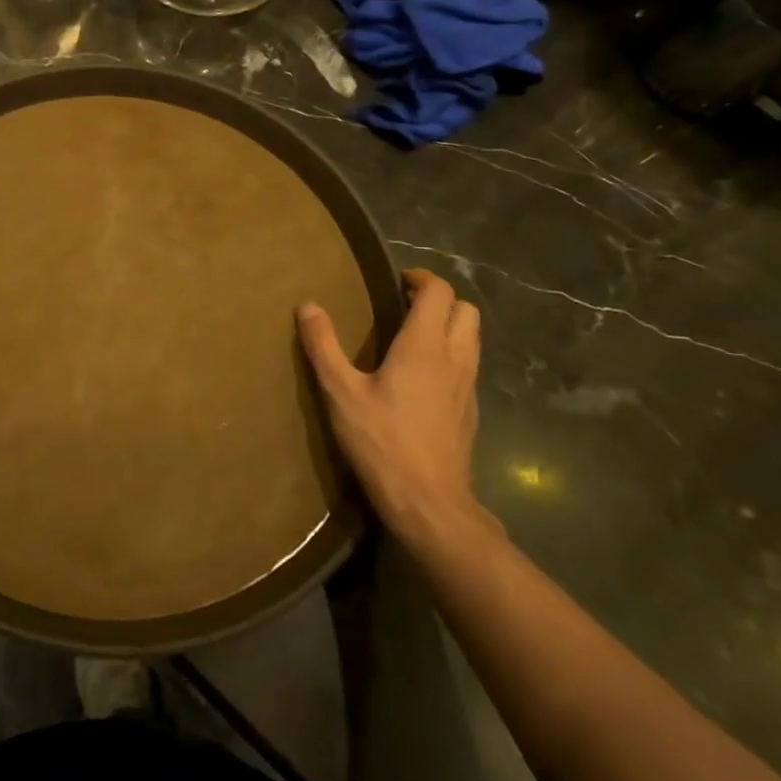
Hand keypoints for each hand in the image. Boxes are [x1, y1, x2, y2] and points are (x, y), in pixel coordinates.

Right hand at [298, 269, 487, 545]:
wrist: (429, 502)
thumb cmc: (382, 441)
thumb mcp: (340, 393)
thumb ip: (323, 346)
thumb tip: (308, 306)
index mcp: (424, 346)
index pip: (439, 292)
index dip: (421, 278)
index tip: (396, 281)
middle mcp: (455, 358)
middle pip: (466, 310)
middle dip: (440, 299)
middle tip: (406, 306)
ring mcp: (469, 386)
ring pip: (472, 338)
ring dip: (449, 326)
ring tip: (414, 336)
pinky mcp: (471, 411)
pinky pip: (469, 366)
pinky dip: (452, 355)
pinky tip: (424, 377)